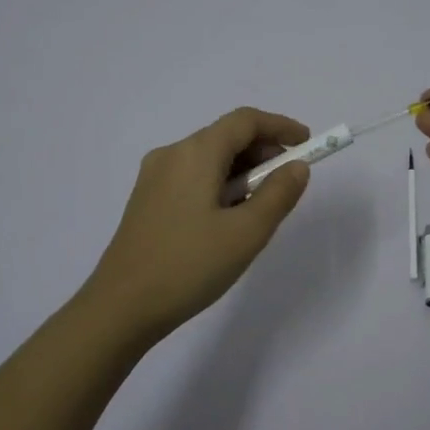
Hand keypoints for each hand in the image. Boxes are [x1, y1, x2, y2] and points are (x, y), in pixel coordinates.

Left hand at [83, 107, 312, 341]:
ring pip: (210, 158)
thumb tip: (296, 167)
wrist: (120, 309)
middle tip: (289, 183)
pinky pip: (193, 177)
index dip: (281, 127)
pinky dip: (220, 184)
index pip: (245, 120)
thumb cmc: (188, 267)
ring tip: (262, 207)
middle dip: (263, 152)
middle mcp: (172, 155)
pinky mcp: (148, 200)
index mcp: (195, 153)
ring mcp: (154, 177)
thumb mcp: (246, 233)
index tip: (309, 145)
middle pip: (226, 136)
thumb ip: (278, 195)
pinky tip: (230, 219)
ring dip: (243, 171)